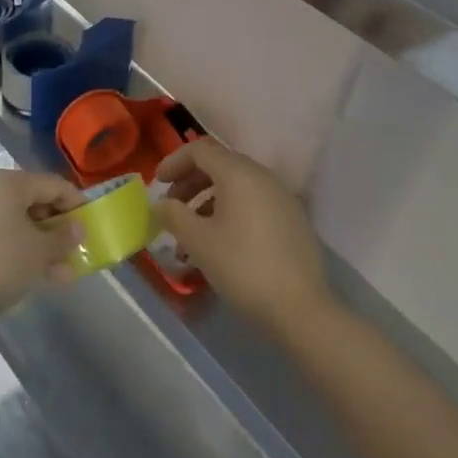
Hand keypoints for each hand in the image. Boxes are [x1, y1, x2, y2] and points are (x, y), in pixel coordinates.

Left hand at [0, 170, 84, 338]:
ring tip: (61, 275)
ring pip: (16, 226)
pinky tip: (32, 279)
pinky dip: (18, 254)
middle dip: (57, 230)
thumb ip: (63, 238)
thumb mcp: (39, 252)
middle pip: (33, 204)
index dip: (76, 203)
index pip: (53, 184)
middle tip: (76, 253)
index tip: (91, 225)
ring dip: (40, 247)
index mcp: (9, 183)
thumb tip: (77, 227)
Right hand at [153, 139, 331, 338]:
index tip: (157, 184)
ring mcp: (280, 196)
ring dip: (207, 202)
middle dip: (189, 183)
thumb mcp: (199, 241)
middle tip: (171, 208)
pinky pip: (252, 203)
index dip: (174, 162)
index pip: (200, 150)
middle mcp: (262, 176)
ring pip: (235, 187)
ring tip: (190, 236)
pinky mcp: (291, 219)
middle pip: (219, 165)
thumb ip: (174, 215)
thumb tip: (161, 203)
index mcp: (239, 173)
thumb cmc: (242, 267)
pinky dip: (230, 213)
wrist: (300, 308)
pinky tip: (219, 244)